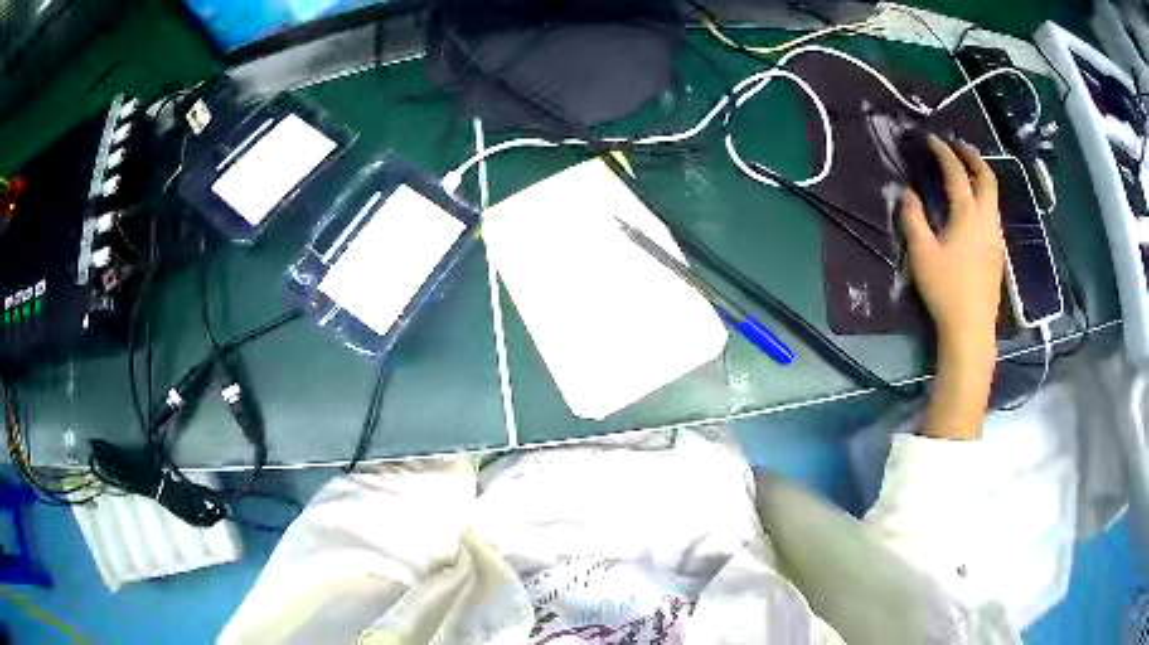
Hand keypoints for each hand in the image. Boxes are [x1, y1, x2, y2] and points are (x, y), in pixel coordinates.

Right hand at [900, 135, 1003, 439]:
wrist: (971, 329)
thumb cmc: (946, 290)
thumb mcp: (922, 254)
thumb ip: (913, 219)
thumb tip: (906, 193)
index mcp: (967, 215)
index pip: (957, 173)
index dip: (944, 152)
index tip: (932, 139)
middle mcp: (986, 220)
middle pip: (987, 178)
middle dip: (973, 156)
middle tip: (958, 145)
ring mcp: (995, 237)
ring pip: (994, 196)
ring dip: (981, 176)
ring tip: (968, 170)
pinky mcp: (998, 253)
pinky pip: (993, 213)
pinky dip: (984, 197)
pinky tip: (975, 207)